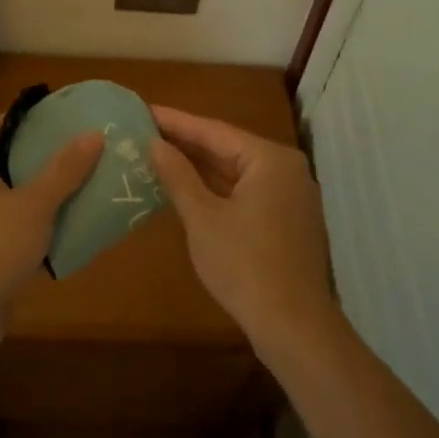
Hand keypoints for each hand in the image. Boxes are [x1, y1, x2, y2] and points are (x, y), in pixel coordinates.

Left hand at [0, 115, 102, 373]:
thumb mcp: (34, 205)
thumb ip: (64, 169)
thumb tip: (93, 133)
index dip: (32, 118)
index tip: (68, 117)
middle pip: (8, 160)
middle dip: (45, 156)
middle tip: (87, 151)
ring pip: (12, 197)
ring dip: (45, 193)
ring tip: (87, 185)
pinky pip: (12, 228)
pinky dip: (37, 225)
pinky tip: (69, 228)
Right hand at [149, 106, 338, 357]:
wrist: (294, 327)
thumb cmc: (245, 266)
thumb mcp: (203, 218)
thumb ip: (178, 176)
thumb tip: (155, 144)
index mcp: (270, 159)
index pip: (214, 131)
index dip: (176, 122)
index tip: (144, 110)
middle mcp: (286, 169)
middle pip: (228, 148)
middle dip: (187, 142)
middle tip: (145, 130)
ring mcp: (290, 196)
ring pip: (237, 171)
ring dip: (200, 166)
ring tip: (158, 153)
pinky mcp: (287, 220)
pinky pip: (246, 191)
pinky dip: (217, 188)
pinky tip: (187, 187)